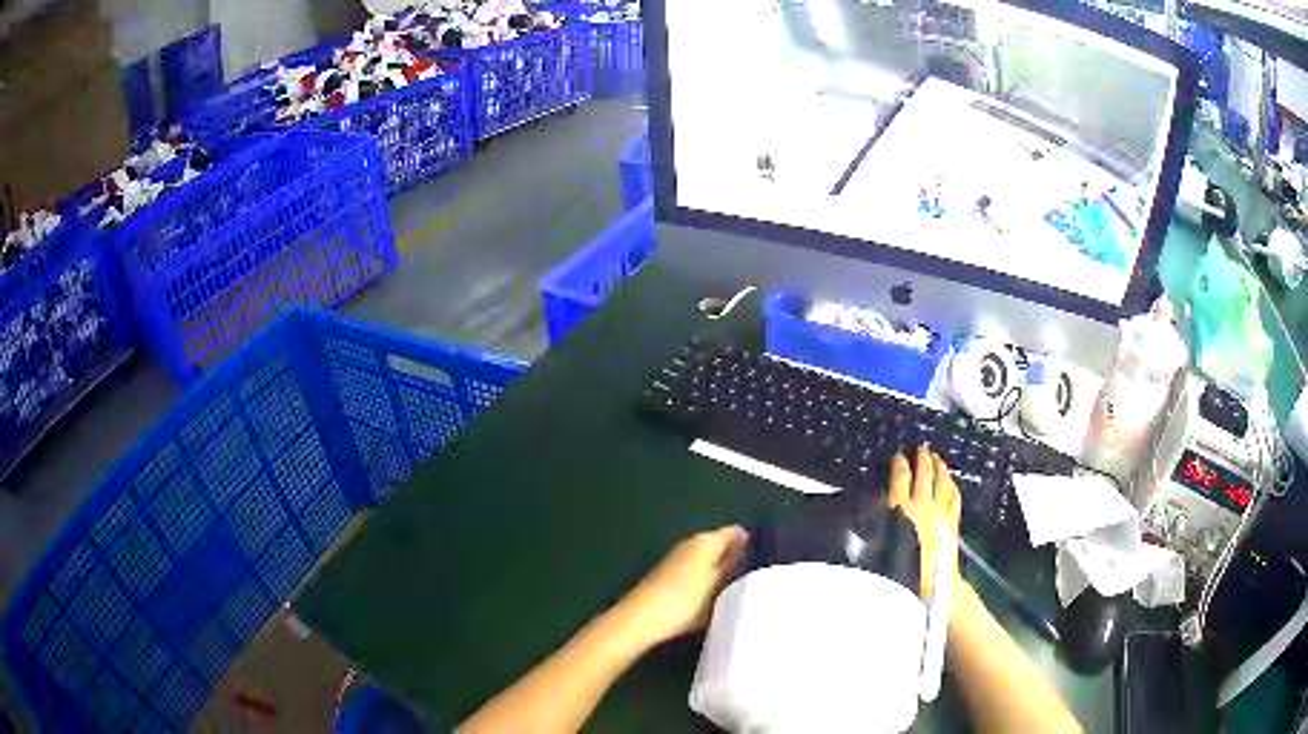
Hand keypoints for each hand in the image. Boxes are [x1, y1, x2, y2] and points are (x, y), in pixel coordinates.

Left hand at [611, 526, 749, 650]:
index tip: (765, 558)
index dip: (751, 543)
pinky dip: (706, 577)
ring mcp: (677, 558)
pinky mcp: (668, 574)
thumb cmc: (685, 601)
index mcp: (706, 540)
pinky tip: (713, 594)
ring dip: (720, 568)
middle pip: (720, 544)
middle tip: (755, 575)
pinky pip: (696, 569)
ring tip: (738, 587)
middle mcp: (690, 543)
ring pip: (707, 558)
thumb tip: (745, 549)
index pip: (735, 532)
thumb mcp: (717, 585)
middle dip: (736, 556)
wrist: (641, 619)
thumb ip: (732, 565)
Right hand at [888, 445, 961, 599]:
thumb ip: (878, 522)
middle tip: (921, 448)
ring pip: (942, 480)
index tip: (898, 456)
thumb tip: (878, 505)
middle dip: (922, 458)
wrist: (931, 588)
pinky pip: (954, 495)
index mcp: (900, 508)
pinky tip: (951, 481)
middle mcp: (923, 505)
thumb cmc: (901, 571)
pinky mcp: (953, 521)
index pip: (900, 476)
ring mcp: (941, 512)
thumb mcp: (878, 546)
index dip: (899, 463)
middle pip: (924, 473)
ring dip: (939, 467)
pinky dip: (952, 485)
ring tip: (937, 458)